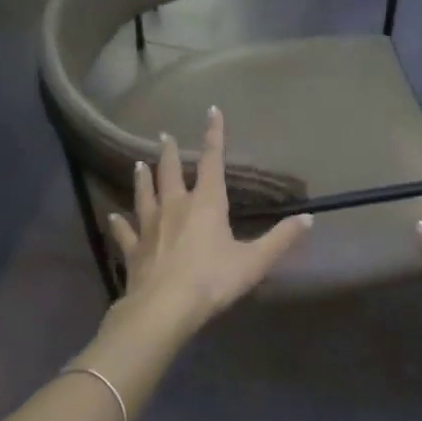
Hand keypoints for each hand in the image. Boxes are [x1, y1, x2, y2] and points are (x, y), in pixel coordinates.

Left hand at [107, 107, 312, 338]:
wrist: (163, 309)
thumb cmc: (212, 280)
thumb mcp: (255, 261)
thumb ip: (281, 239)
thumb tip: (309, 218)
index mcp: (206, 204)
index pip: (211, 161)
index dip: (214, 135)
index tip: (211, 110)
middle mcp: (175, 206)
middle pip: (170, 172)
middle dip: (168, 152)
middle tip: (163, 135)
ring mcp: (149, 227)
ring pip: (144, 194)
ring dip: (143, 178)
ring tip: (138, 164)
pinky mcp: (133, 249)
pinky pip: (124, 231)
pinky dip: (119, 223)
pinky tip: (112, 217)